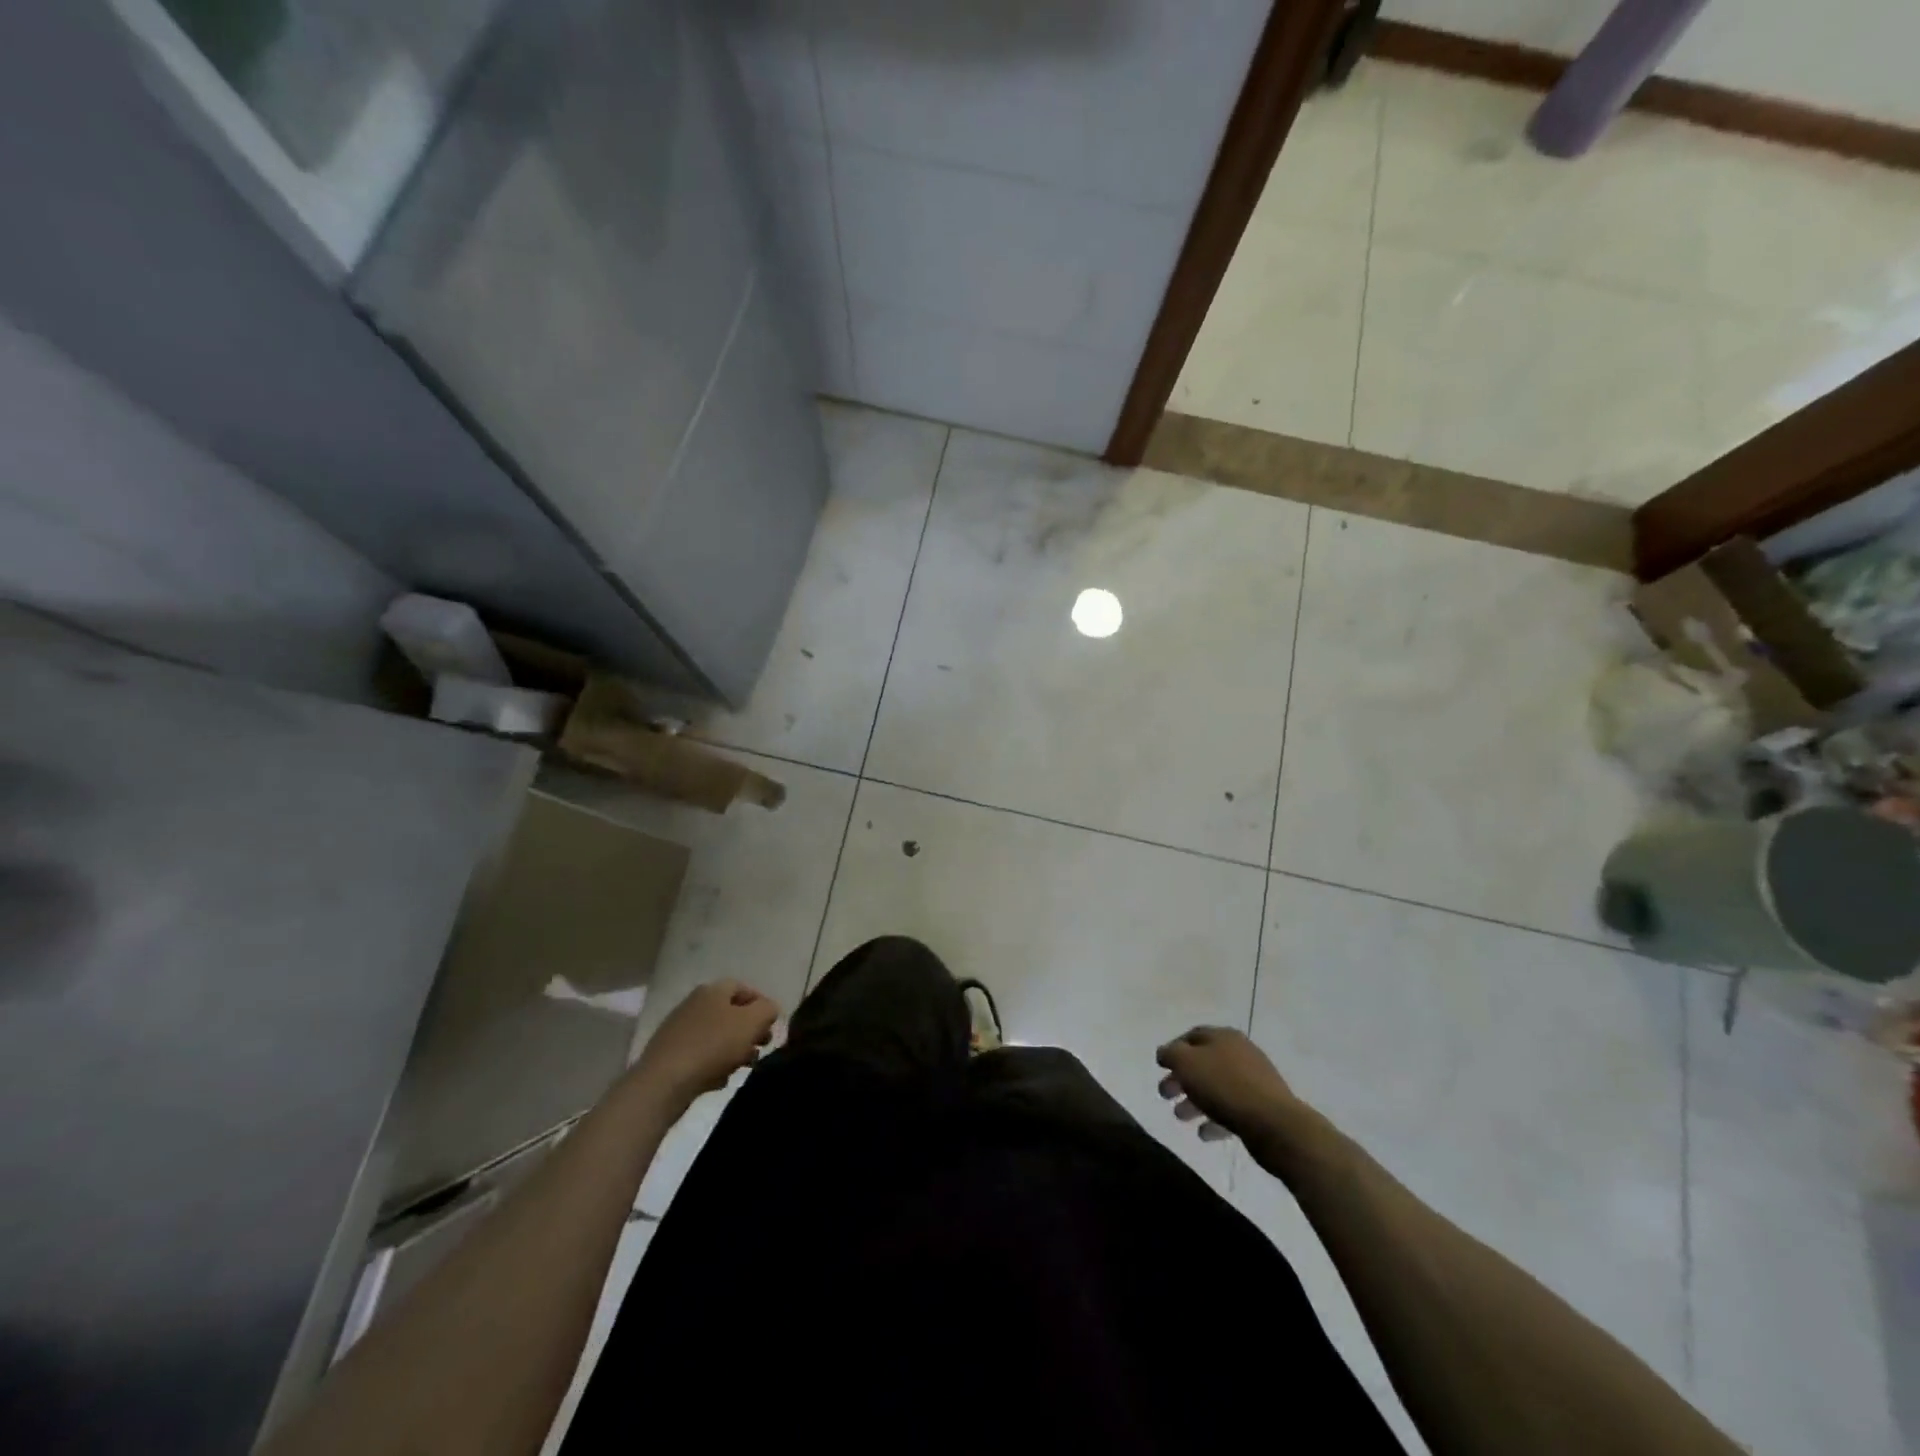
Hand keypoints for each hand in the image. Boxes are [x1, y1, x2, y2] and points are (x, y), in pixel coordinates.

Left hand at [632, 980, 779, 1112]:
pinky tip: (718, 1079)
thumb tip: (769, 1009)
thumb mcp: (752, 1022)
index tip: (771, 1025)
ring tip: (742, 1067)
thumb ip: (768, 1009)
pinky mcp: (670, 1055)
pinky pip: (701, 1055)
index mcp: (712, 990)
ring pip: (717, 1036)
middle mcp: (694, 1004)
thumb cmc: (713, 1045)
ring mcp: (679, 1029)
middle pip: (731, 1013)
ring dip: (734, 1050)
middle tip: (761, 1048)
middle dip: (749, 1031)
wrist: (663, 1082)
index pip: (744, 988)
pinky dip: (713, 1065)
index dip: (761, 1004)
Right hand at [1156, 1026, 1297, 1143]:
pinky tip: (1204, 1134)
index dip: (1174, 1049)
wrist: (1273, 1123)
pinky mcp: (1261, 1108)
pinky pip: (1232, 1110)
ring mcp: (1253, 1081)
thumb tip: (1165, 1053)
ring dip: (1195, 1101)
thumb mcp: (1186, 1063)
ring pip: (1216, 1087)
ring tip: (1180, 1117)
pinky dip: (1215, 1120)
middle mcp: (1240, 1053)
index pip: (1192, 1036)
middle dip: (1181, 1079)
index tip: (1160, 1067)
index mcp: (1223, 1037)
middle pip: (1203, 1063)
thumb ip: (1170, 1054)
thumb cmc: (1224, 1086)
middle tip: (1164, 1095)